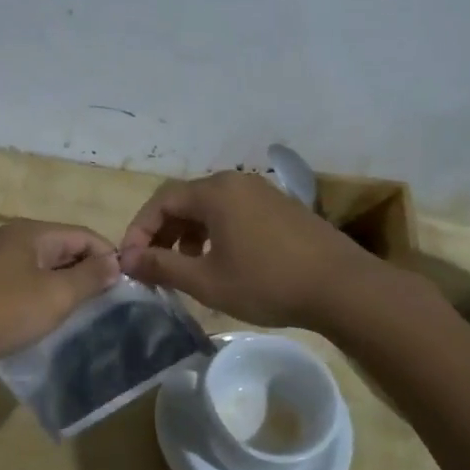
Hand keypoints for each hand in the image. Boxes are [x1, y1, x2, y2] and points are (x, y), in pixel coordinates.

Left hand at [0, 220, 121, 364]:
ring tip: (77, 314)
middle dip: (86, 272)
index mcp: (32, 233)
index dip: (108, 257)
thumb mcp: (55, 295)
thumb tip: (115, 263)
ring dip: (62, 286)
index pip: (84, 234)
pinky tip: (41, 319)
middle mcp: (11, 239)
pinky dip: (38, 296)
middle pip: (62, 248)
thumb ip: (89, 277)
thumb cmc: (1, 310)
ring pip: (41, 268)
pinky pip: (20, 283)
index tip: (124, 287)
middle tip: (104, 304)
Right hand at [119, 171, 377, 328]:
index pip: (161, 201)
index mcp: (215, 192)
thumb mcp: (207, 281)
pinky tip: (220, 261)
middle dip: (162, 233)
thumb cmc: (267, 283)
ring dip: (188, 234)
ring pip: (210, 207)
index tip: (131, 262)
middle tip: (153, 266)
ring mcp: (262, 192)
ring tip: (185, 267)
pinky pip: (234, 212)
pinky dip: (215, 233)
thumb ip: (162, 267)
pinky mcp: (280, 207)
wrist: (342, 287)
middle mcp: (236, 182)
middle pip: (185, 200)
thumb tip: (128, 260)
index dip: (139, 231)